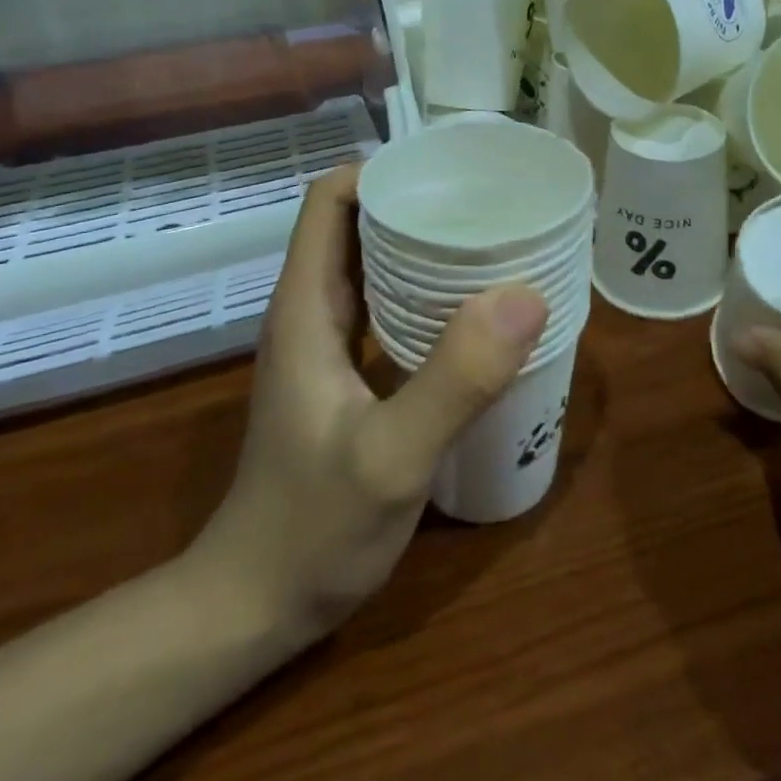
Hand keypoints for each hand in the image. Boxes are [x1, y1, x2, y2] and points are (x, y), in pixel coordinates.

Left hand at [178, 164, 548, 645]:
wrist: (255, 608)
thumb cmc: (312, 531)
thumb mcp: (390, 458)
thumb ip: (454, 380)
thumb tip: (524, 296)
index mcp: (306, 307)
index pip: (329, 201)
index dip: (382, 172)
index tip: (450, 172)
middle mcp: (312, 313)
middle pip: (357, 225)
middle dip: (418, 203)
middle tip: (492, 203)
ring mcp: (326, 347)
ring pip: (373, 267)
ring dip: (424, 247)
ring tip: (494, 243)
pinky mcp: (345, 378)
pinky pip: (387, 310)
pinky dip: (426, 293)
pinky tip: (474, 311)